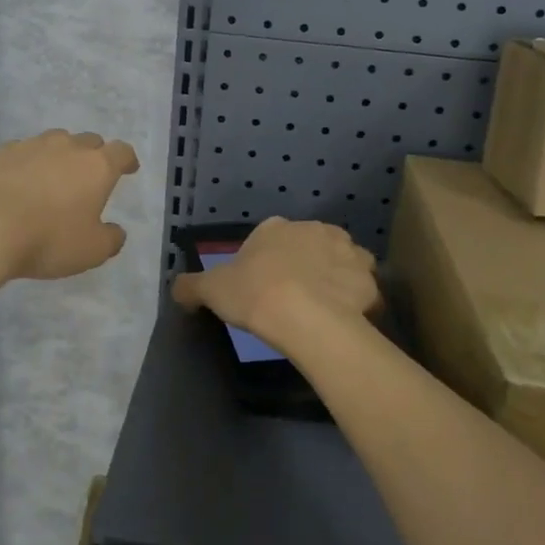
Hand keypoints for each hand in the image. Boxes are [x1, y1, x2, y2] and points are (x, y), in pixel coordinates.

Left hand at [0, 130, 140, 281]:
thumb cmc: (48, 239)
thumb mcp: (91, 251)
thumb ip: (111, 239)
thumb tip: (116, 231)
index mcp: (97, 166)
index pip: (121, 152)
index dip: (127, 160)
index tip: (129, 169)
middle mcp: (67, 147)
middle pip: (88, 141)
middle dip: (93, 156)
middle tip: (89, 177)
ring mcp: (30, 145)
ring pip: (53, 142)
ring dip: (59, 156)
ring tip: (52, 178)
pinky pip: (21, 152)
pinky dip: (26, 163)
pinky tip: (17, 182)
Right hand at [171, 217, 378, 357]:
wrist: (305, 316)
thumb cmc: (255, 294)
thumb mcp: (212, 290)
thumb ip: (192, 286)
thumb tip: (176, 289)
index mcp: (276, 228)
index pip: (271, 236)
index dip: (267, 260)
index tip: (263, 284)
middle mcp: (314, 229)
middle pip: (309, 244)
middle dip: (304, 263)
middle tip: (293, 295)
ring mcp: (346, 251)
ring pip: (341, 260)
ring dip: (335, 276)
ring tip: (323, 306)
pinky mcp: (368, 278)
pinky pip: (362, 286)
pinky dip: (356, 298)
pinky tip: (345, 317)